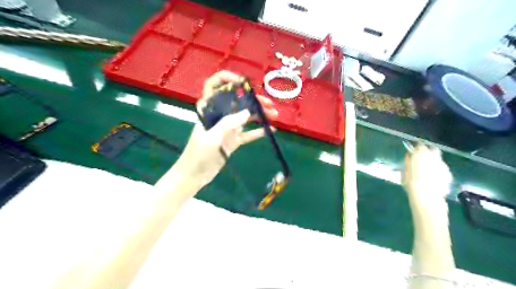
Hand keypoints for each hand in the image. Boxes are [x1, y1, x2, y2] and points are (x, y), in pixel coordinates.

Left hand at [174, 72, 278, 189]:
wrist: (195, 175)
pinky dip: (258, 131)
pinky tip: (270, 130)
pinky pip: (247, 133)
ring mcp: (227, 128)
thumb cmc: (198, 155)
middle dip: (253, 100)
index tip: (243, 82)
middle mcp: (219, 115)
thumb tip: (248, 113)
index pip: (214, 86)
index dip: (227, 79)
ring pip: (245, 116)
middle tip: (269, 104)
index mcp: (208, 109)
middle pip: (237, 101)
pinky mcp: (233, 140)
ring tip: (274, 115)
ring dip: (259, 115)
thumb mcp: (211, 138)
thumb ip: (228, 124)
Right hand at [403, 142, 452, 202]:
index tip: (415, 150)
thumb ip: (408, 162)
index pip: (420, 146)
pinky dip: (438, 170)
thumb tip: (409, 157)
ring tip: (428, 168)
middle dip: (429, 151)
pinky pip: (442, 169)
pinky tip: (434, 177)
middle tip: (423, 156)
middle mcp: (433, 157)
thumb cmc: (410, 182)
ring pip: (438, 160)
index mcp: (421, 154)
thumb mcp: (404, 171)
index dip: (417, 147)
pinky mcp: (448, 174)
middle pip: (433, 150)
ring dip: (434, 161)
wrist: (426, 195)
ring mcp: (442, 166)